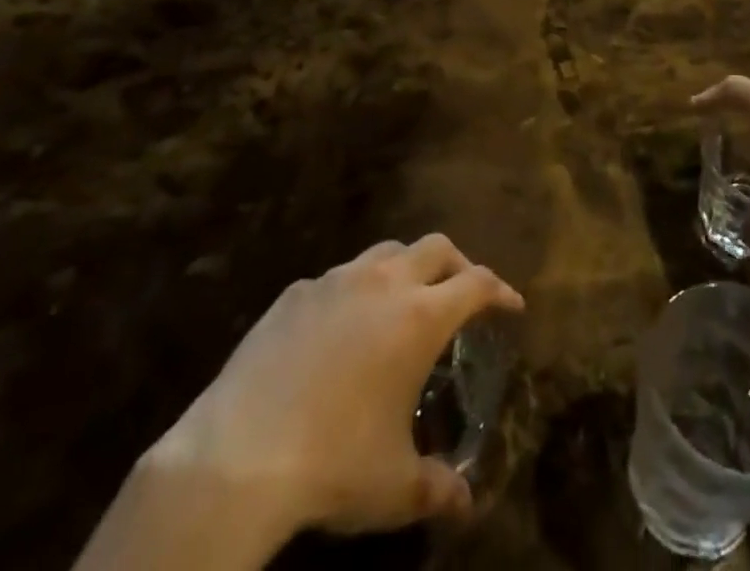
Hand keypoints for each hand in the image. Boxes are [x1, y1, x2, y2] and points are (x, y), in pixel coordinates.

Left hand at [137, 237, 523, 551]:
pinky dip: (354, 292)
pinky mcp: (295, 292)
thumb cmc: (333, 464)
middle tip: (463, 293)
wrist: (238, 455)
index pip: (477, 284)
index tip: (511, 305)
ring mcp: (336, 280)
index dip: (500, 290)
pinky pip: (337, 278)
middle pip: (436, 247)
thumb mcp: (395, 488)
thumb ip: (439, 487)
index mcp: (420, 317)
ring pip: (386, 252)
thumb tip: (466, 502)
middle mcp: (383, 283)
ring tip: (403, 303)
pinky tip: (341, 330)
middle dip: (458, 264)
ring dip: (406, 268)